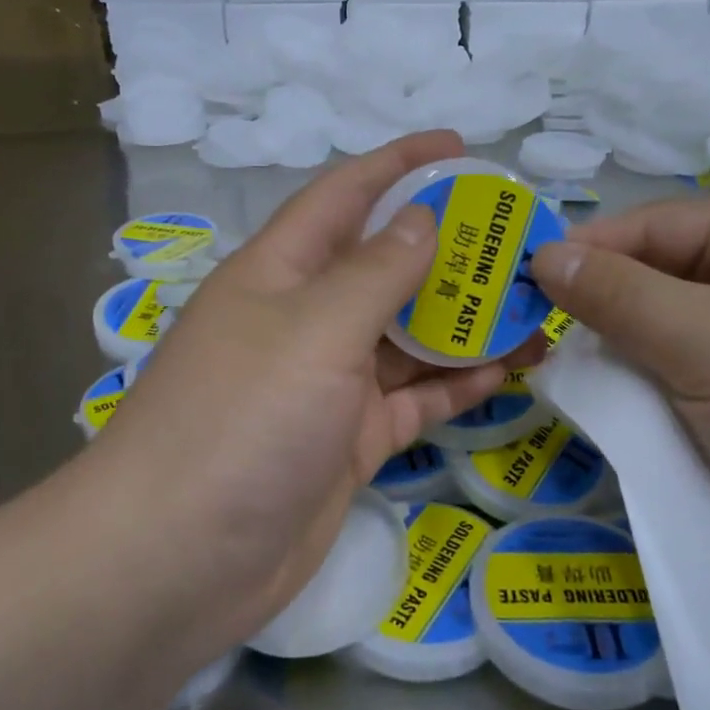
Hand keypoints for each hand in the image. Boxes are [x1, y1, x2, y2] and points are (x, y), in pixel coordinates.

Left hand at [93, 132, 514, 649]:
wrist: (176, 561)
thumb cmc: (242, 419)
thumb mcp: (315, 328)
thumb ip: (376, 271)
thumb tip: (423, 218)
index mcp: (281, 271)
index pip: (345, 195)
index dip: (399, 164)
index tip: (460, 147)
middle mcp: (304, 318)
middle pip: (386, 267)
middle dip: (449, 250)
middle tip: (521, 240)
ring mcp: (327, 384)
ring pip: (407, 336)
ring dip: (464, 321)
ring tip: (533, 306)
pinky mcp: (348, 441)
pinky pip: (411, 398)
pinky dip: (454, 384)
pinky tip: (507, 370)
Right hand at [530, 198, 709, 579]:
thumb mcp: (707, 343)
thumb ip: (618, 295)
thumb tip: (543, 256)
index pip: (658, 224)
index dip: (590, 248)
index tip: (524, 279)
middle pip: (658, 273)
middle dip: (600, 301)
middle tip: (533, 330)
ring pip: (662, 325)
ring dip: (617, 346)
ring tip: (558, 366)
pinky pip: (678, 368)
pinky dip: (642, 380)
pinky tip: (606, 397)